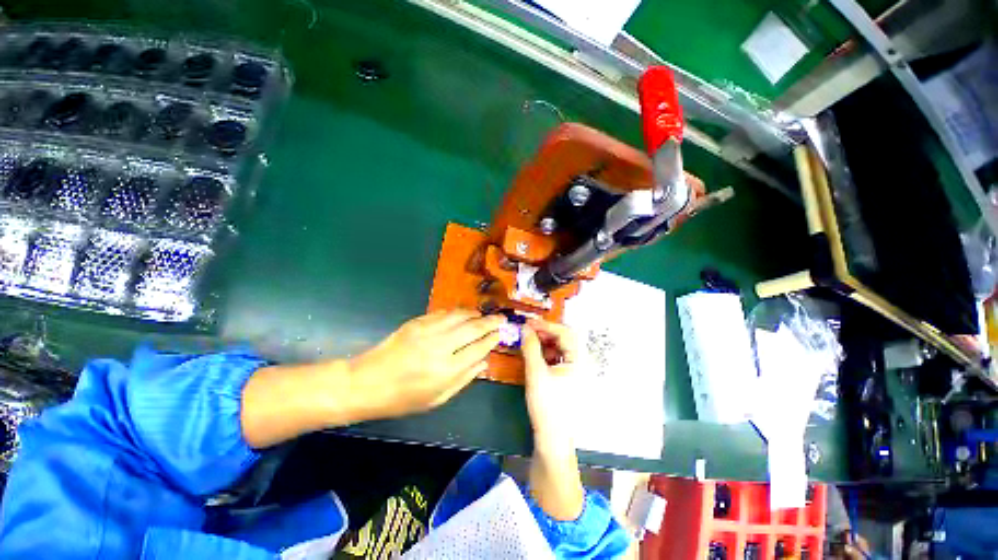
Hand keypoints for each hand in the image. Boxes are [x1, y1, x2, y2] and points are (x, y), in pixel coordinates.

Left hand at [347, 310, 504, 420]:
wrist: (366, 382)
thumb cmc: (403, 398)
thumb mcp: (437, 398)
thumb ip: (464, 379)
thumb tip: (484, 362)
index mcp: (446, 370)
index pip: (479, 348)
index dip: (492, 339)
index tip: (501, 334)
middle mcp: (440, 346)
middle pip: (473, 328)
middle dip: (491, 322)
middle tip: (502, 318)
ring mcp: (427, 330)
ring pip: (460, 315)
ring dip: (476, 314)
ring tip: (485, 315)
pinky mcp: (417, 322)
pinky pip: (444, 312)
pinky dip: (458, 312)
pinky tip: (463, 314)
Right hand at [522, 318, 582, 453]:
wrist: (552, 438)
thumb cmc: (547, 405)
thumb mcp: (536, 373)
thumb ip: (530, 347)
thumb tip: (525, 328)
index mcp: (579, 360)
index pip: (565, 333)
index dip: (546, 325)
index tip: (528, 322)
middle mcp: (582, 363)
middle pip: (565, 339)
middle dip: (545, 333)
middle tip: (527, 331)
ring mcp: (577, 371)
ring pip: (562, 348)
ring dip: (546, 342)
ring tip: (530, 342)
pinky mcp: (570, 378)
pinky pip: (559, 358)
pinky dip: (547, 353)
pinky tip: (536, 355)